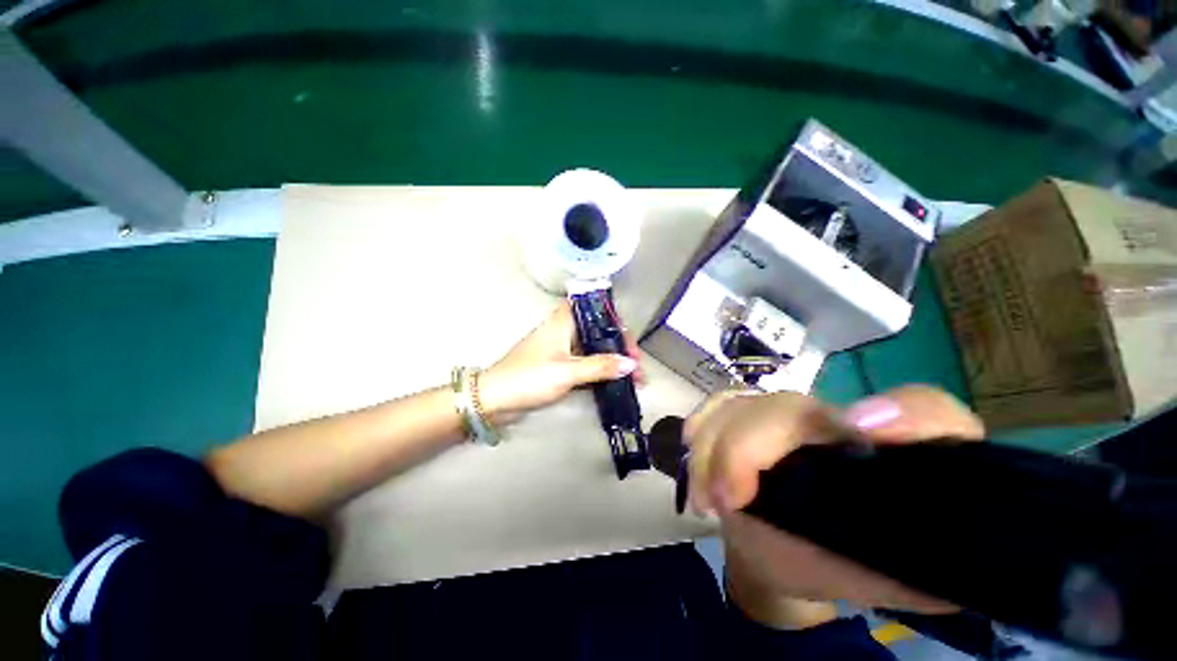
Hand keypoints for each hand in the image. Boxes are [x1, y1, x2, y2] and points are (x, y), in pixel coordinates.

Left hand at [478, 301, 640, 422]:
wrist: (495, 399)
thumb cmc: (530, 377)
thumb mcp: (567, 371)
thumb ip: (600, 367)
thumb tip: (630, 364)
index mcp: (563, 321)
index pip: (593, 308)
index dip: (613, 319)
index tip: (628, 338)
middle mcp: (564, 331)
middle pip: (598, 331)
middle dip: (619, 346)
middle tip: (636, 365)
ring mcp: (561, 350)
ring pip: (593, 349)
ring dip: (612, 361)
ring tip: (633, 377)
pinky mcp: (559, 366)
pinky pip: (586, 364)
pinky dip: (601, 372)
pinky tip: (615, 382)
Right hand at [685, 386, 983, 626]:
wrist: (793, 552)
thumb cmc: (847, 565)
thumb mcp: (896, 583)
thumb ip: (924, 572)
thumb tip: (938, 559)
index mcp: (889, 456)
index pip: (924, 411)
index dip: (906, 415)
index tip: (864, 432)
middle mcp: (835, 423)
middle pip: (789, 409)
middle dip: (747, 446)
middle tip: (728, 500)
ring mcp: (782, 415)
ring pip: (743, 404)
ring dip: (715, 445)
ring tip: (707, 498)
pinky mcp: (745, 416)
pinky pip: (718, 404)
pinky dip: (702, 423)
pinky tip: (694, 449)